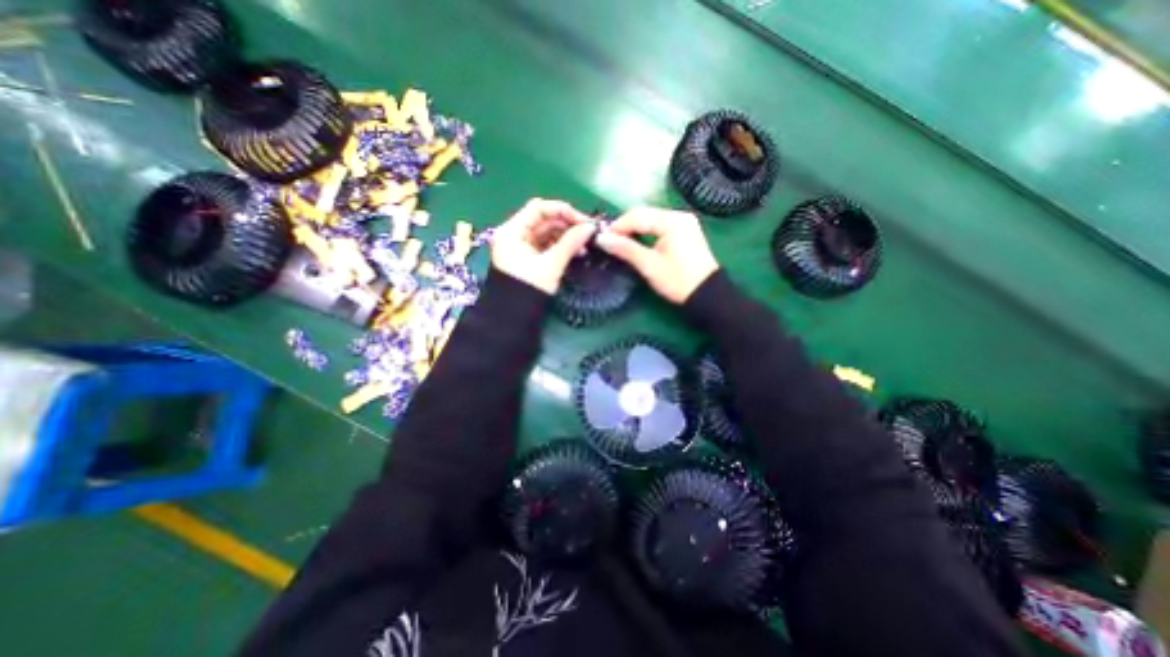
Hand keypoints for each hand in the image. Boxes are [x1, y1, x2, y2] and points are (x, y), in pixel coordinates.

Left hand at [488, 198, 594, 295]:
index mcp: (512, 231)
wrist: (513, 318)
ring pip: (546, 232)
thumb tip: (590, 227)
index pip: (539, 208)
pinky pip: (546, 245)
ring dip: (566, 235)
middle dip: (567, 224)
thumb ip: (570, 243)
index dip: (563, 210)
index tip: (584, 220)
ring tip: (585, 245)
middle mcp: (514, 234)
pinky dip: (561, 246)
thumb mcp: (551, 265)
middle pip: (543, 219)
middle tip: (588, 232)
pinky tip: (576, 251)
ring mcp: (520, 246)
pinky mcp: (527, 257)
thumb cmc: (528, 289)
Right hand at [597, 205, 717, 301]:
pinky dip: (646, 233)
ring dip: (634, 230)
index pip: (637, 216)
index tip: (602, 239)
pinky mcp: (685, 231)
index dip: (617, 226)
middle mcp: (679, 215)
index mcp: (672, 221)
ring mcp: (684, 223)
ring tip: (619, 243)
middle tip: (609, 242)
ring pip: (650, 220)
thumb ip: (625, 249)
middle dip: (625, 227)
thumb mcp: (649, 265)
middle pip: (644, 215)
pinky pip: (659, 226)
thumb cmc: (678, 281)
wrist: (706, 295)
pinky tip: (636, 242)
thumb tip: (601, 239)